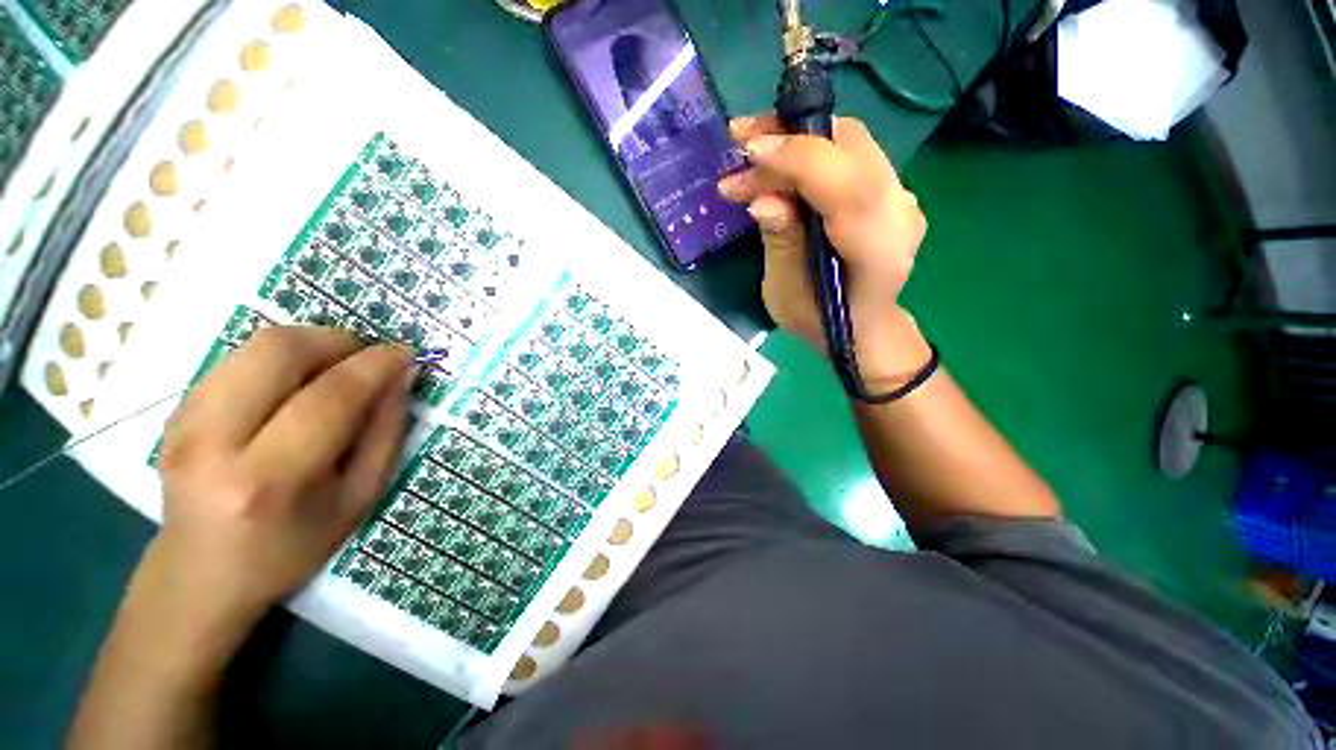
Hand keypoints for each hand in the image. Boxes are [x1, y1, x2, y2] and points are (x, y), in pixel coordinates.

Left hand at [154, 327, 413, 630]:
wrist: (200, 574)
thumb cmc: (292, 546)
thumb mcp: (359, 498)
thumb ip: (385, 433)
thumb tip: (402, 376)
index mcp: (269, 479)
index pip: (330, 396)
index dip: (376, 364)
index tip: (406, 353)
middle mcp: (214, 441)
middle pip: (279, 351)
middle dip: (337, 341)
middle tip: (367, 358)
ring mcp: (184, 422)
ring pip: (255, 345)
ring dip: (311, 343)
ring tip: (336, 368)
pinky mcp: (174, 410)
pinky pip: (238, 358)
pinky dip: (281, 358)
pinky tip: (297, 384)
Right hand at [718, 115, 931, 386]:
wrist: (861, 327)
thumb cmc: (820, 322)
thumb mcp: (788, 294)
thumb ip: (782, 244)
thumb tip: (763, 199)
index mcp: (877, 251)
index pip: (849, 186)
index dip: (799, 160)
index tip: (749, 152)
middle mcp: (900, 214)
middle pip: (851, 147)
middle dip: (789, 136)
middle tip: (739, 141)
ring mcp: (900, 197)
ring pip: (849, 142)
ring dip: (795, 139)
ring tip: (749, 154)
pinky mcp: (888, 190)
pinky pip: (848, 155)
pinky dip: (808, 151)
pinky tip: (778, 165)